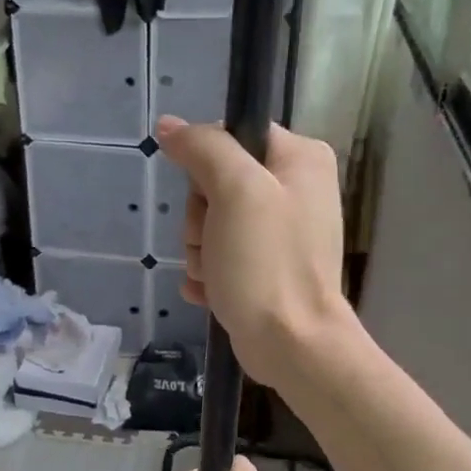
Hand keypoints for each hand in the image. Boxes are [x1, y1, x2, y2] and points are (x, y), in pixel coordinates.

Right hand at [155, 116, 350, 384]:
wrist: (291, 345)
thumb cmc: (267, 263)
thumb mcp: (234, 191)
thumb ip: (203, 148)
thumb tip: (170, 125)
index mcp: (301, 158)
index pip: (232, 135)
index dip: (206, 165)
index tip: (209, 196)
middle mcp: (296, 189)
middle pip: (217, 182)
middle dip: (200, 218)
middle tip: (213, 242)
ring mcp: (281, 232)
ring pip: (212, 222)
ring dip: (199, 250)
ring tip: (215, 273)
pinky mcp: (267, 267)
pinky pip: (221, 255)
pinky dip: (209, 273)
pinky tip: (212, 291)